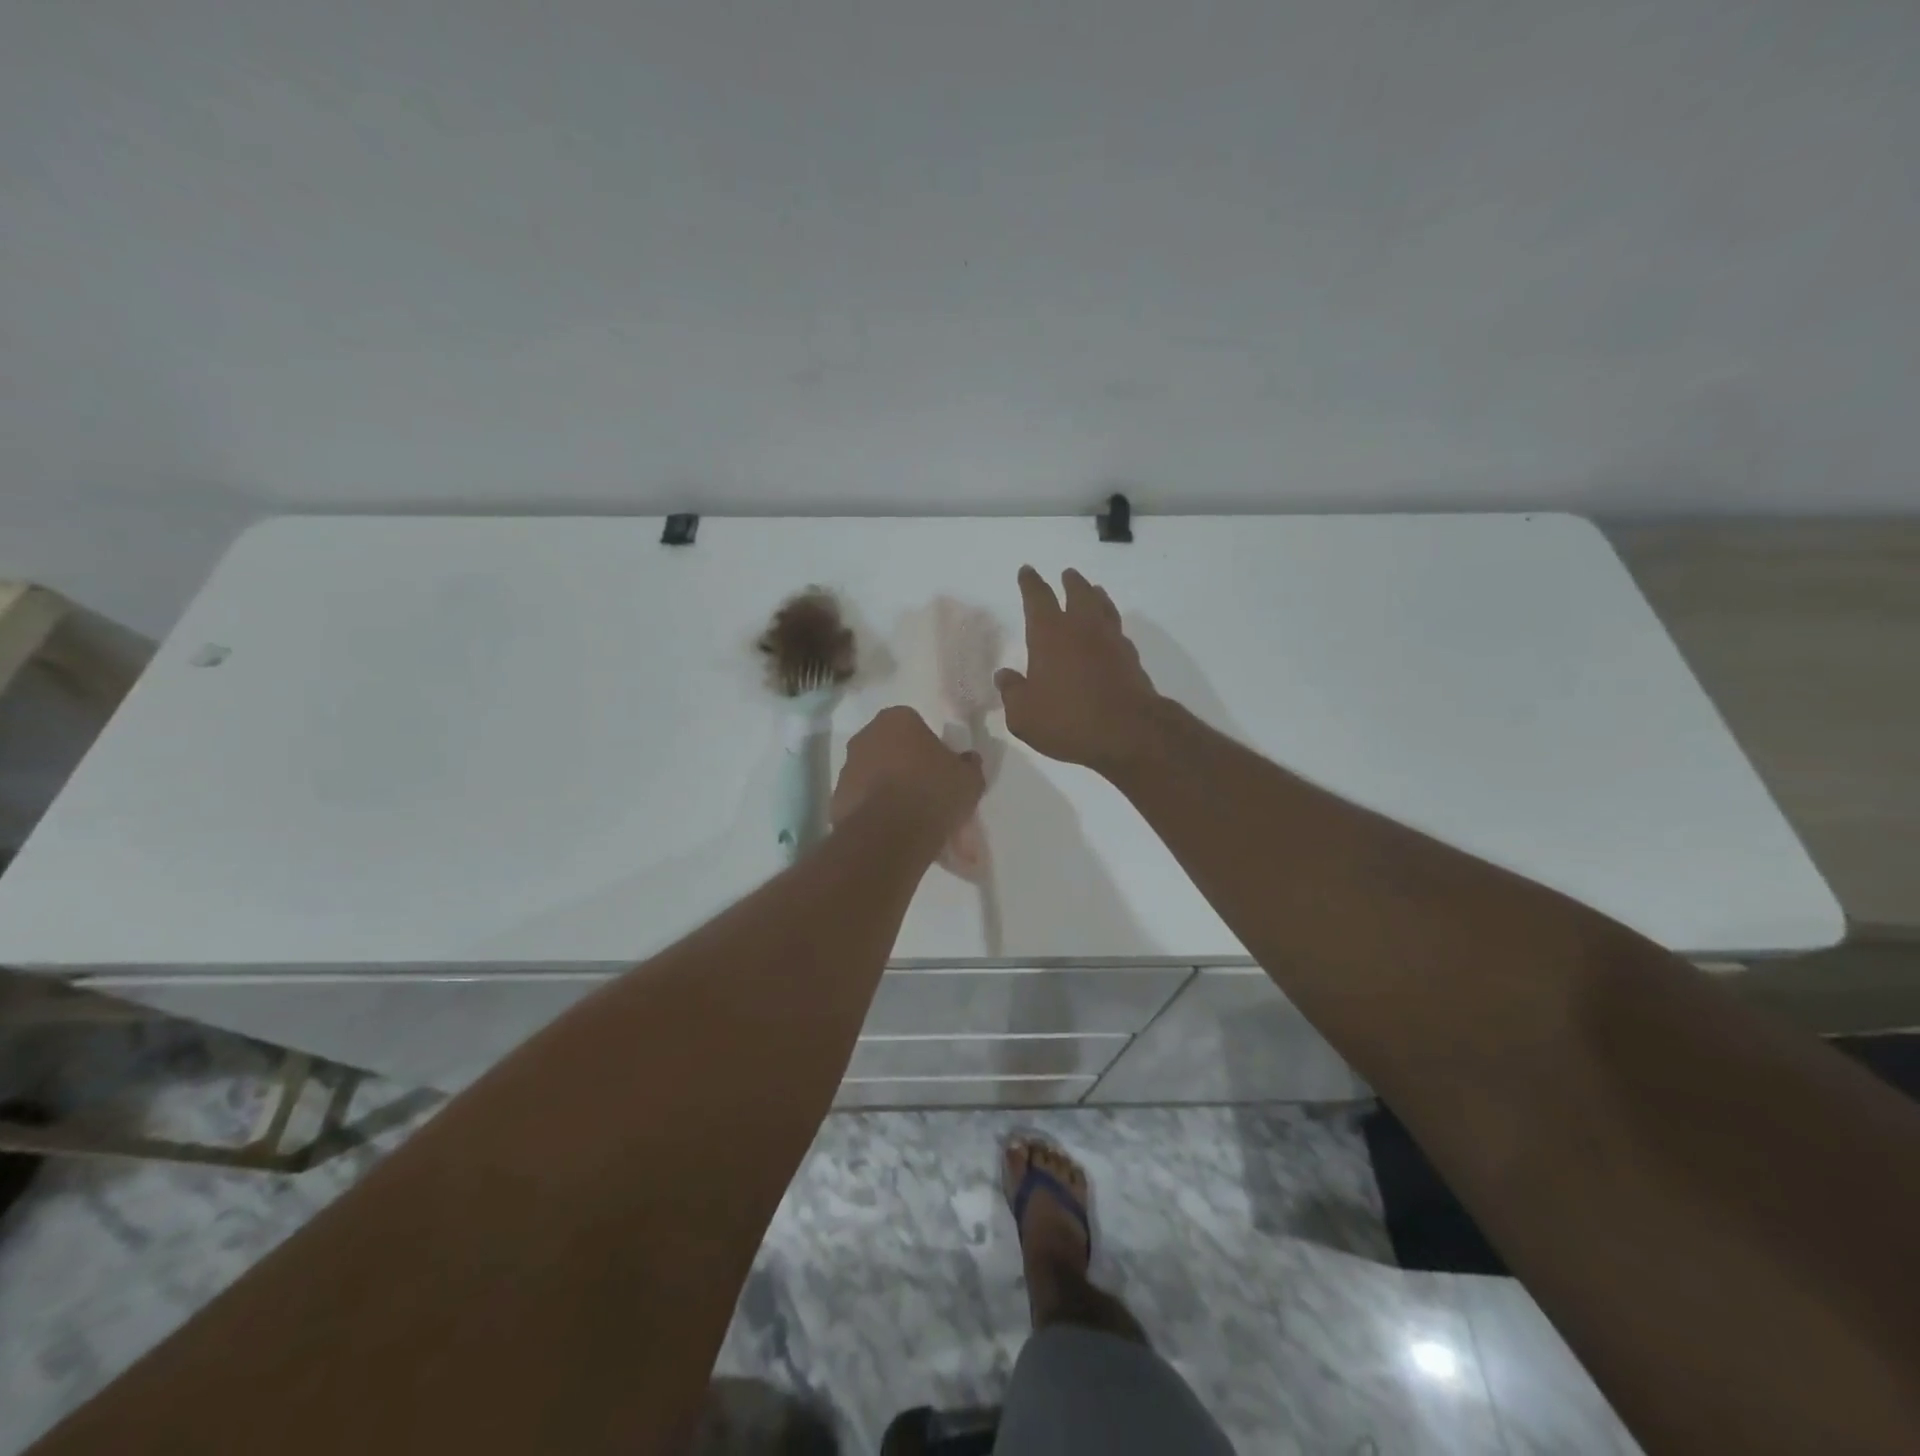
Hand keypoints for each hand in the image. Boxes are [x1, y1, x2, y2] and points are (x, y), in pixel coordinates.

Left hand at [832, 706, 985, 847]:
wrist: (889, 834)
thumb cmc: (932, 792)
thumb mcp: (969, 778)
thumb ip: (969, 764)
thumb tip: (968, 760)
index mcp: (897, 719)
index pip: (916, 725)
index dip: (930, 748)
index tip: (941, 770)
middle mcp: (866, 736)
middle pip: (891, 748)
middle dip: (906, 766)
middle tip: (927, 792)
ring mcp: (847, 768)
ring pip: (874, 775)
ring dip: (889, 789)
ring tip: (911, 817)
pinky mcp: (837, 799)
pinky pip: (863, 801)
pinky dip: (876, 811)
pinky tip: (894, 830)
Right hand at [996, 567, 1161, 773]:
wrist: (1128, 732)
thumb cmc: (1067, 720)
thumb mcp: (1024, 715)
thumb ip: (1012, 692)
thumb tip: (1005, 676)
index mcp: (1049, 635)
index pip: (1038, 598)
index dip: (1030, 583)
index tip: (1027, 571)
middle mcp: (1081, 629)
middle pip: (1077, 594)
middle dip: (1069, 583)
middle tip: (1067, 574)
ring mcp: (1111, 641)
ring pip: (1103, 607)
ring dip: (1096, 596)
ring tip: (1094, 590)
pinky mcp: (1131, 659)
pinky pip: (1118, 631)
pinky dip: (1110, 624)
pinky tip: (1110, 632)